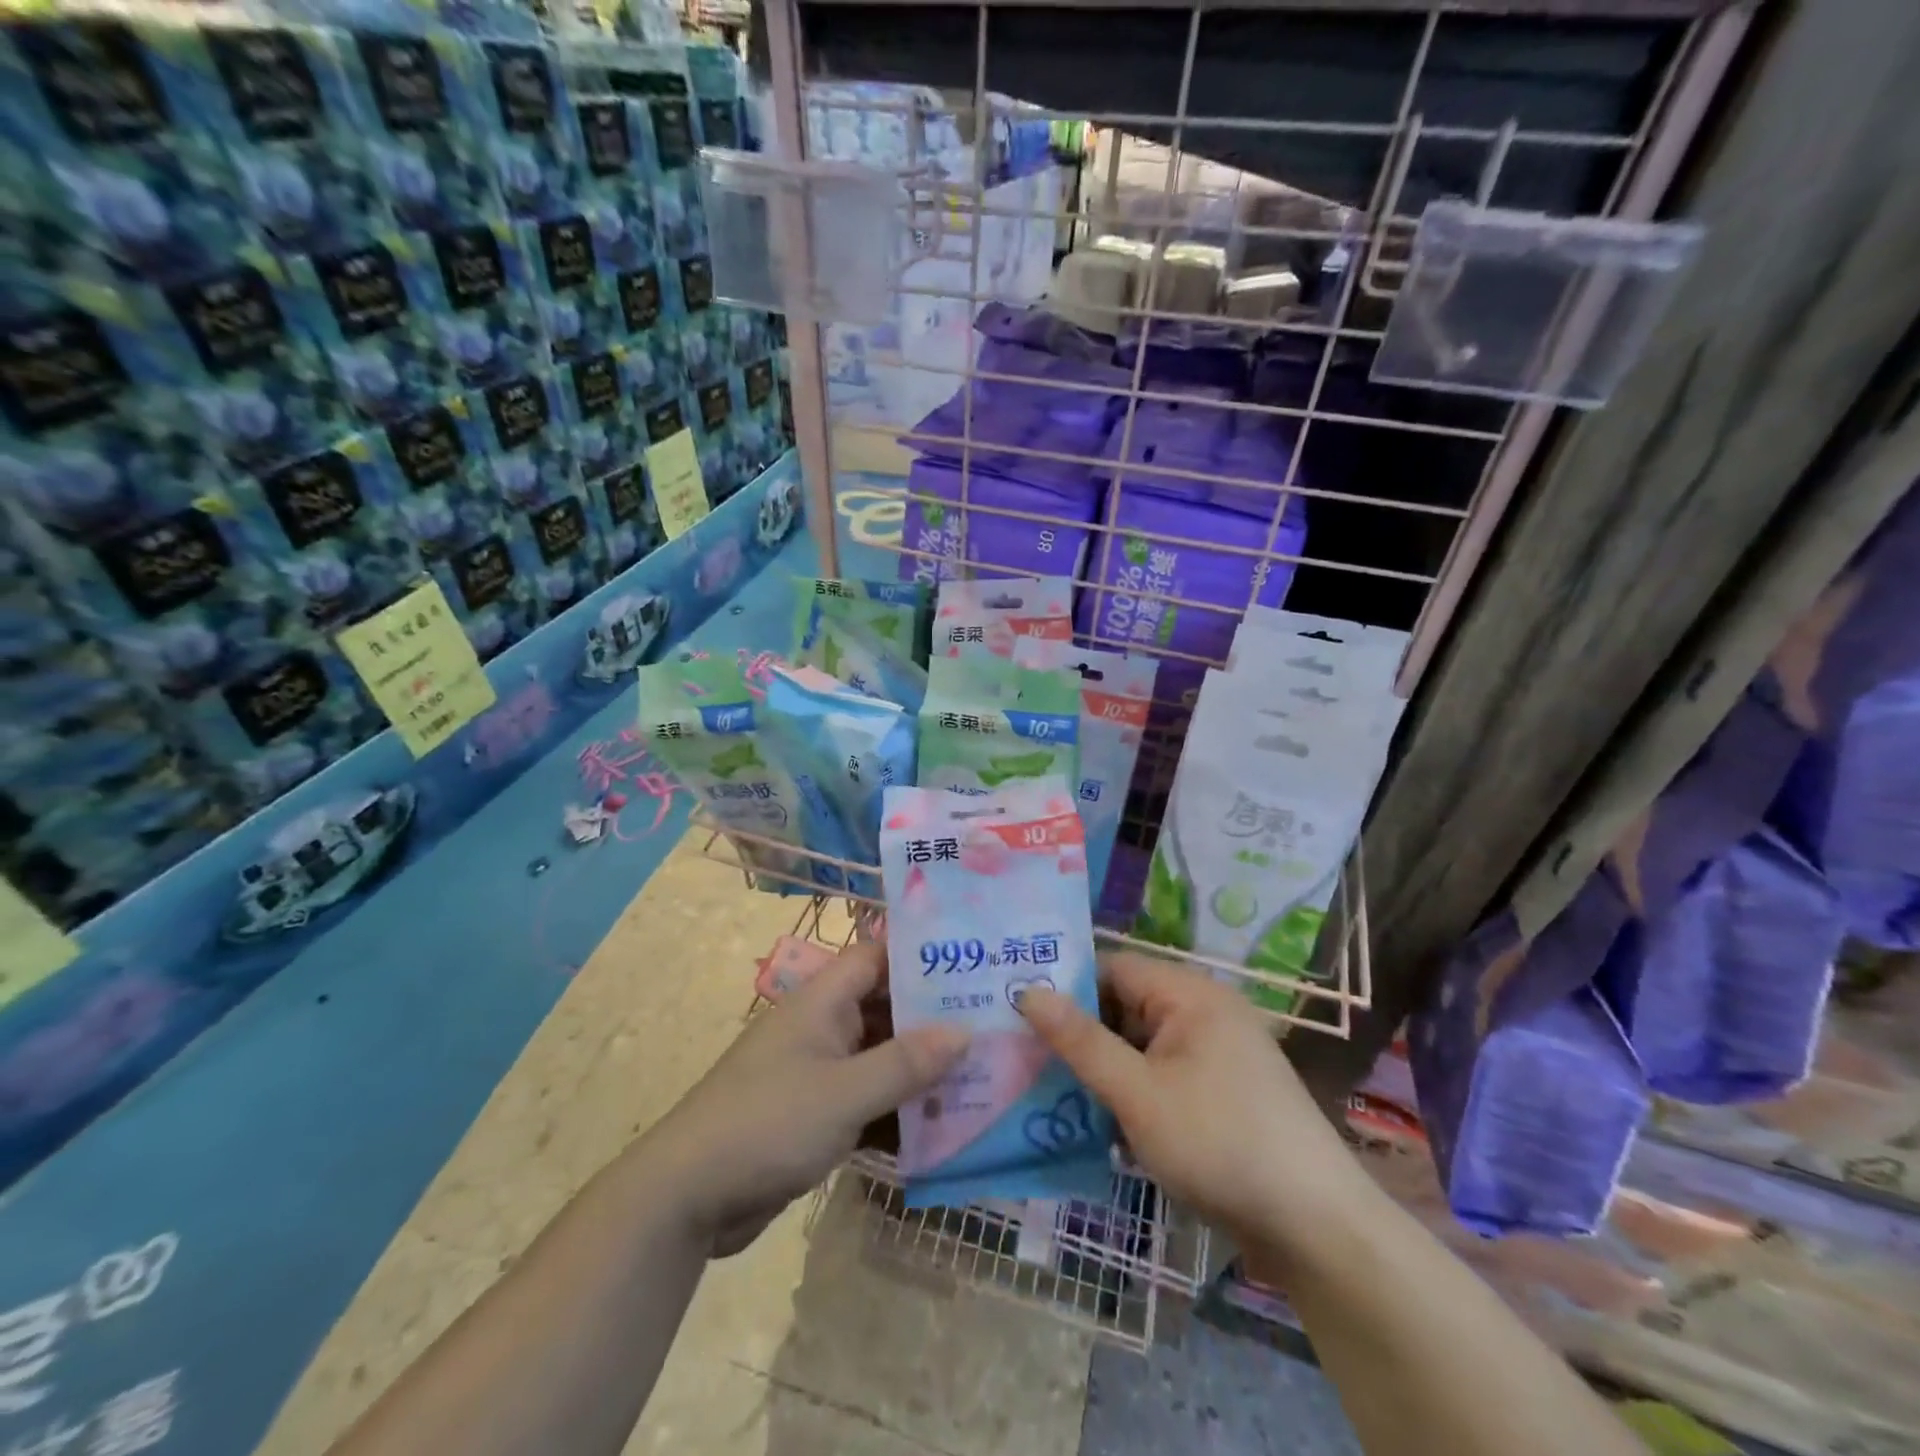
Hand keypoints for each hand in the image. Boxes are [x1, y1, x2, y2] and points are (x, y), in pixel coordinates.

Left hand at [645, 941, 966, 1256]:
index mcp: (821, 1001)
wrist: (687, 1198)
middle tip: (990, 1024)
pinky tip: (940, 1125)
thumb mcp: (844, 1093)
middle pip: (884, 1008)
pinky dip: (897, 1108)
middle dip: (932, 1019)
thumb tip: (963, 1031)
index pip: (877, 958)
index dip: (920, 956)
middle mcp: (821, 1027)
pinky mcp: (814, 1115)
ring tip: (980, 1074)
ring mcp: (816, 1072)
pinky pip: (866, 1099)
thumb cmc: (768, 1123)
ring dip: (919, 1069)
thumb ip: (905, 1063)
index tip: (971, 964)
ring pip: (879, 1057)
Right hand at [1016, 952, 1367, 1251]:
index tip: (1015, 1009)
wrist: (1318, 1230)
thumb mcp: (1138, 1093)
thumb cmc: (1220, 1144)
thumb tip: (1027, 990)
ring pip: (1139, 1046)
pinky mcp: (1220, 1093)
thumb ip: (1081, 1041)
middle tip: (1022, 1054)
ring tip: (1045, 1089)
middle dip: (1078, 1033)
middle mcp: (1204, 1012)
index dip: (1064, 985)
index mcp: (1189, 994)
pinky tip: (1095, 1121)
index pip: (1111, 968)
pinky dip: (1129, 1091)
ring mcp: (1215, 1055)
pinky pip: (1160, 1075)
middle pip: (1124, 1006)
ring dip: (1101, 1068)